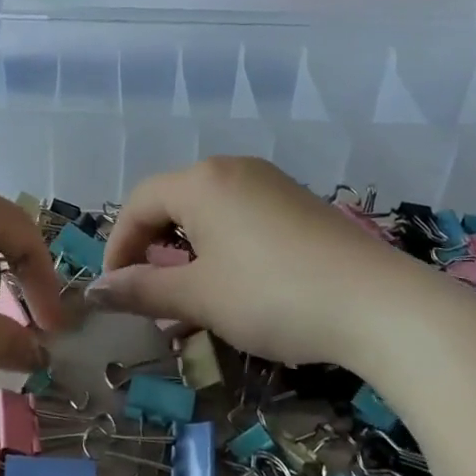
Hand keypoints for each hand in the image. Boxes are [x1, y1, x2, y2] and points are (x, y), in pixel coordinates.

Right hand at [92, 157, 450, 366]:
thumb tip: (94, 290)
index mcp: (200, 181)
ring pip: (209, 211)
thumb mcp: (199, 296)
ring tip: (192, 297)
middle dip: (153, 249)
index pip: (139, 203)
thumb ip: (142, 289)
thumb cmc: (273, 296)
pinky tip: (237, 285)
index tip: (116, 289)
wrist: (381, 306)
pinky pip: (242, 216)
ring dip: (188, 252)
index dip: (119, 245)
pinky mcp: (300, 203)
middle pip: (173, 202)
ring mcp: (271, 183)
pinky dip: (223, 247)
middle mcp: (232, 169)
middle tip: (152, 294)